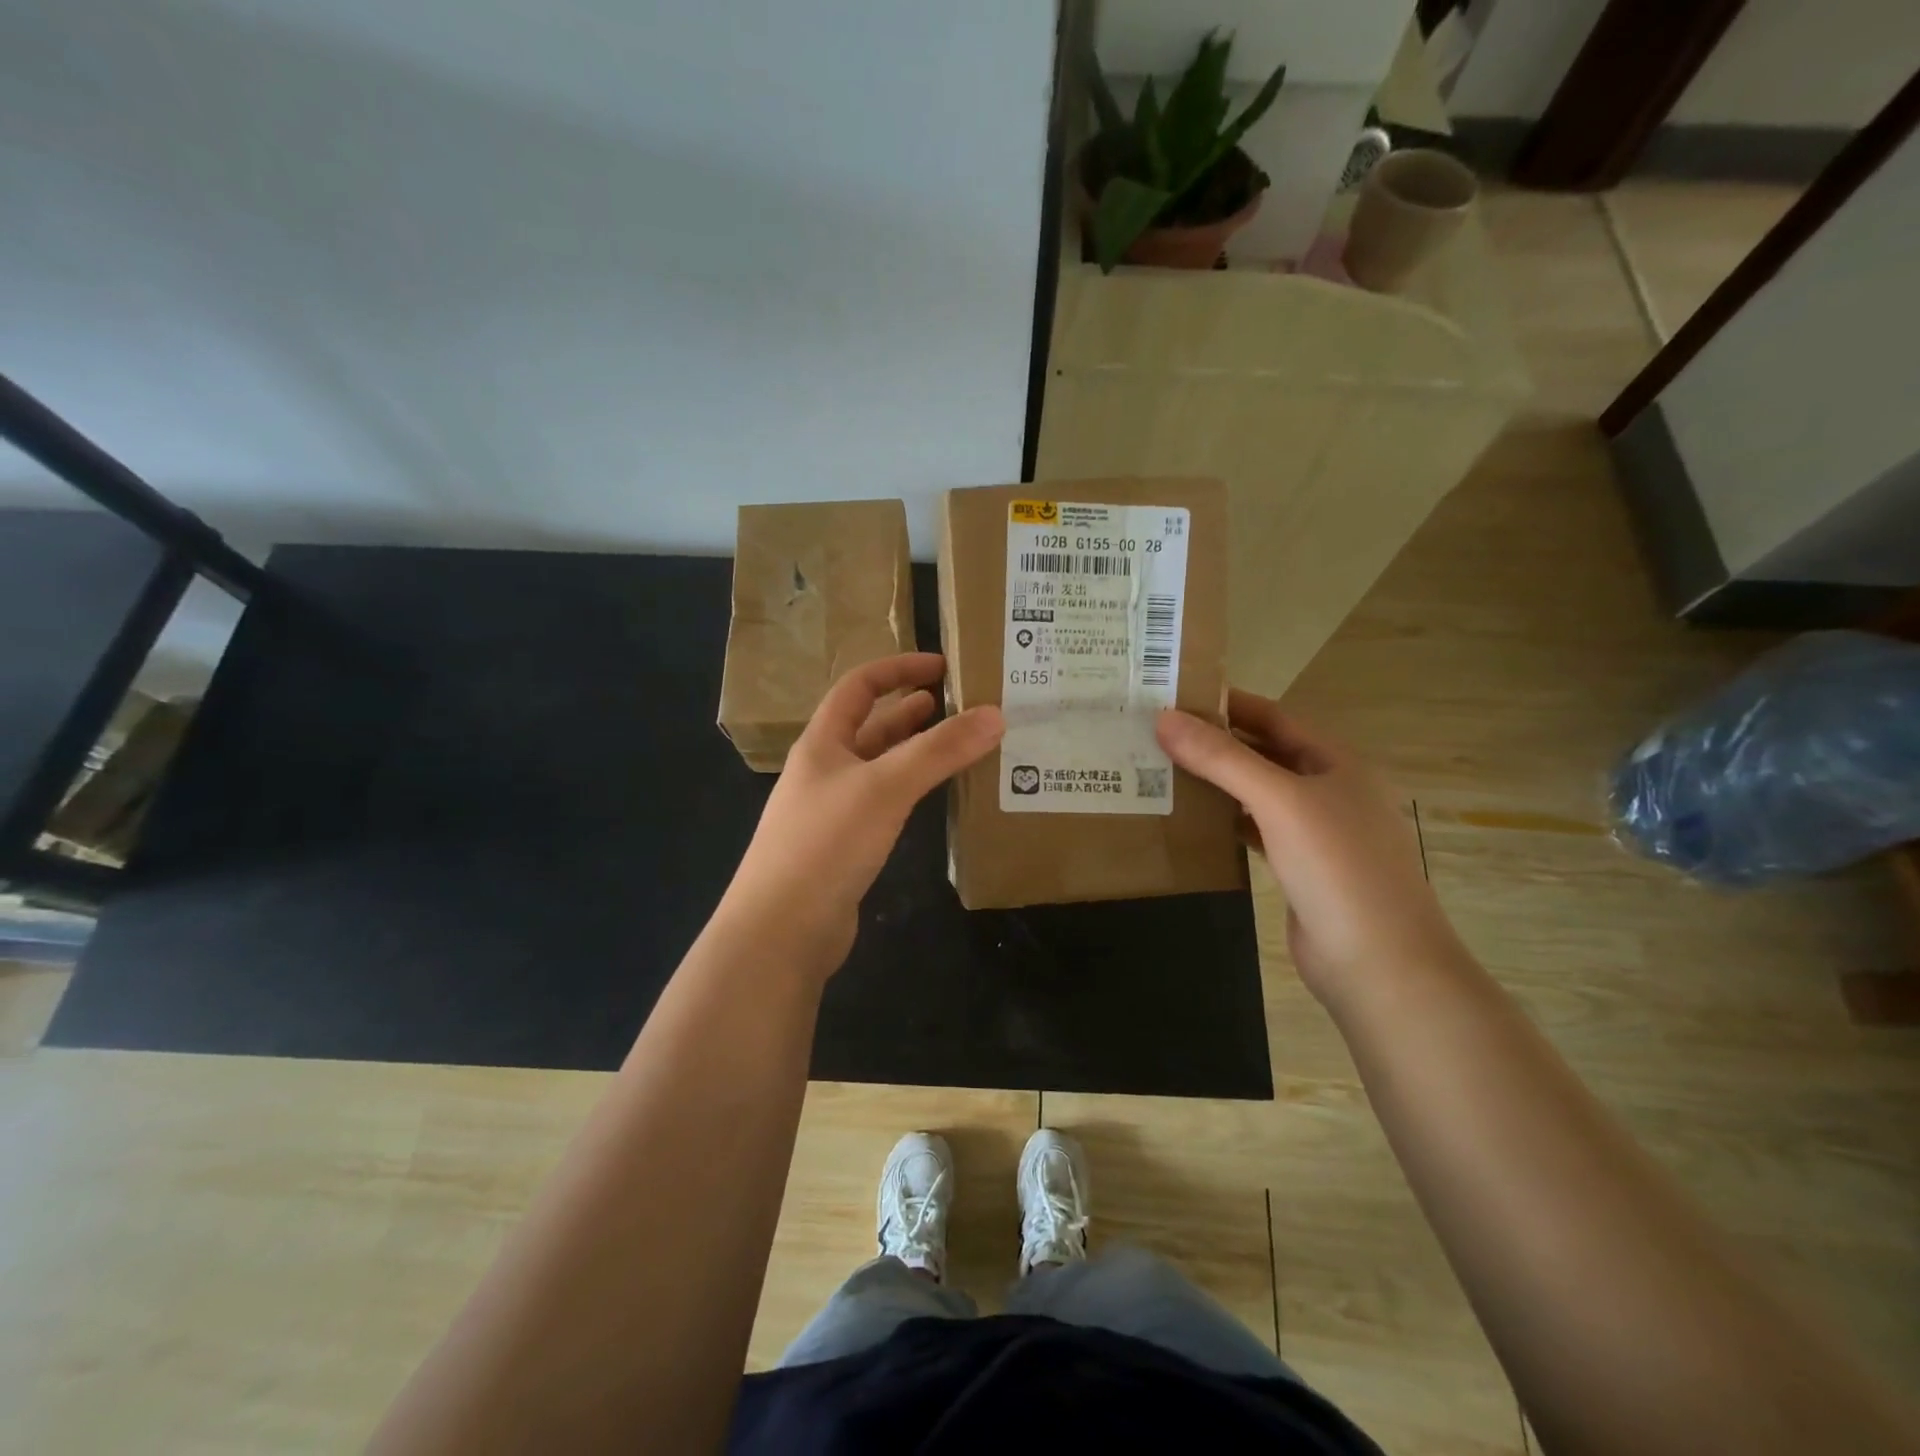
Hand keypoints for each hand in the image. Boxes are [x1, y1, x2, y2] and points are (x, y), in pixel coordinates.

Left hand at [721, 653, 1002, 978]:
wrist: (781, 930)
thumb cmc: (826, 843)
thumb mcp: (885, 787)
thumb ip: (939, 751)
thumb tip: (995, 715)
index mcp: (822, 743)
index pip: (858, 686)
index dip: (898, 668)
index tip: (942, 666)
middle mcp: (824, 771)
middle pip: (870, 726)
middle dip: (911, 711)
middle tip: (959, 706)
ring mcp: (832, 811)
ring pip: (879, 768)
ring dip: (914, 752)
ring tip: (957, 744)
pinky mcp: (845, 848)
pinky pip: (884, 804)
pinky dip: (911, 791)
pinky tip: (935, 797)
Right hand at [1156, 689, 1460, 1005]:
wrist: (1379, 964)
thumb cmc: (1338, 868)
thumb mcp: (1279, 801)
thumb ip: (1222, 759)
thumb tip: (1164, 718)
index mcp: (1334, 761)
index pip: (1272, 715)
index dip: (1225, 703)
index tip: (1172, 694)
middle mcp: (1327, 789)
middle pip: (1263, 753)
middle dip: (1214, 743)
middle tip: (1155, 733)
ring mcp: (1315, 831)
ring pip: (1256, 793)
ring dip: (1215, 782)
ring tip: (1161, 770)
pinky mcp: (1298, 867)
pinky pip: (1254, 830)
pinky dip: (1224, 821)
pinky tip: (1190, 819)